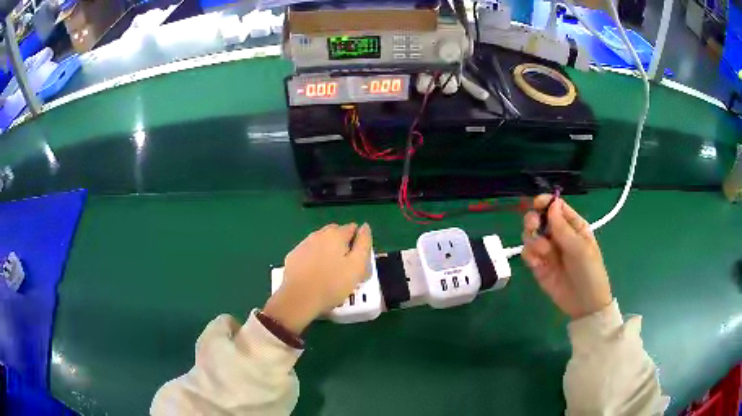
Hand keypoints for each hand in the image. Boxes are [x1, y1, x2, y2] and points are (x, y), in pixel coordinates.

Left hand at [263, 223, 372, 332]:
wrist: (299, 299)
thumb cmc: (333, 284)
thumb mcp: (357, 266)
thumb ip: (364, 244)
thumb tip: (365, 227)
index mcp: (335, 234)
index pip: (352, 228)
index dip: (358, 242)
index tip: (359, 260)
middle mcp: (318, 234)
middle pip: (335, 234)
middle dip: (342, 245)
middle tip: (346, 266)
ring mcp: (303, 245)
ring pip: (320, 243)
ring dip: (327, 252)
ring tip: (330, 273)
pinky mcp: (293, 257)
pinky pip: (308, 253)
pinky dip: (314, 259)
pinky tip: (315, 275)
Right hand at [521, 196, 612, 319]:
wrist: (585, 304)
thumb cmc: (589, 272)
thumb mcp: (580, 249)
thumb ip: (564, 229)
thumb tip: (551, 204)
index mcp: (573, 226)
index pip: (556, 207)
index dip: (546, 202)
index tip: (537, 204)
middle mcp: (558, 235)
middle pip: (539, 218)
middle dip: (533, 220)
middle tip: (534, 228)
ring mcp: (548, 251)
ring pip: (530, 235)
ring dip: (532, 240)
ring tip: (543, 253)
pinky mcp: (538, 266)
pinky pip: (527, 253)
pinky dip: (529, 255)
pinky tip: (537, 263)